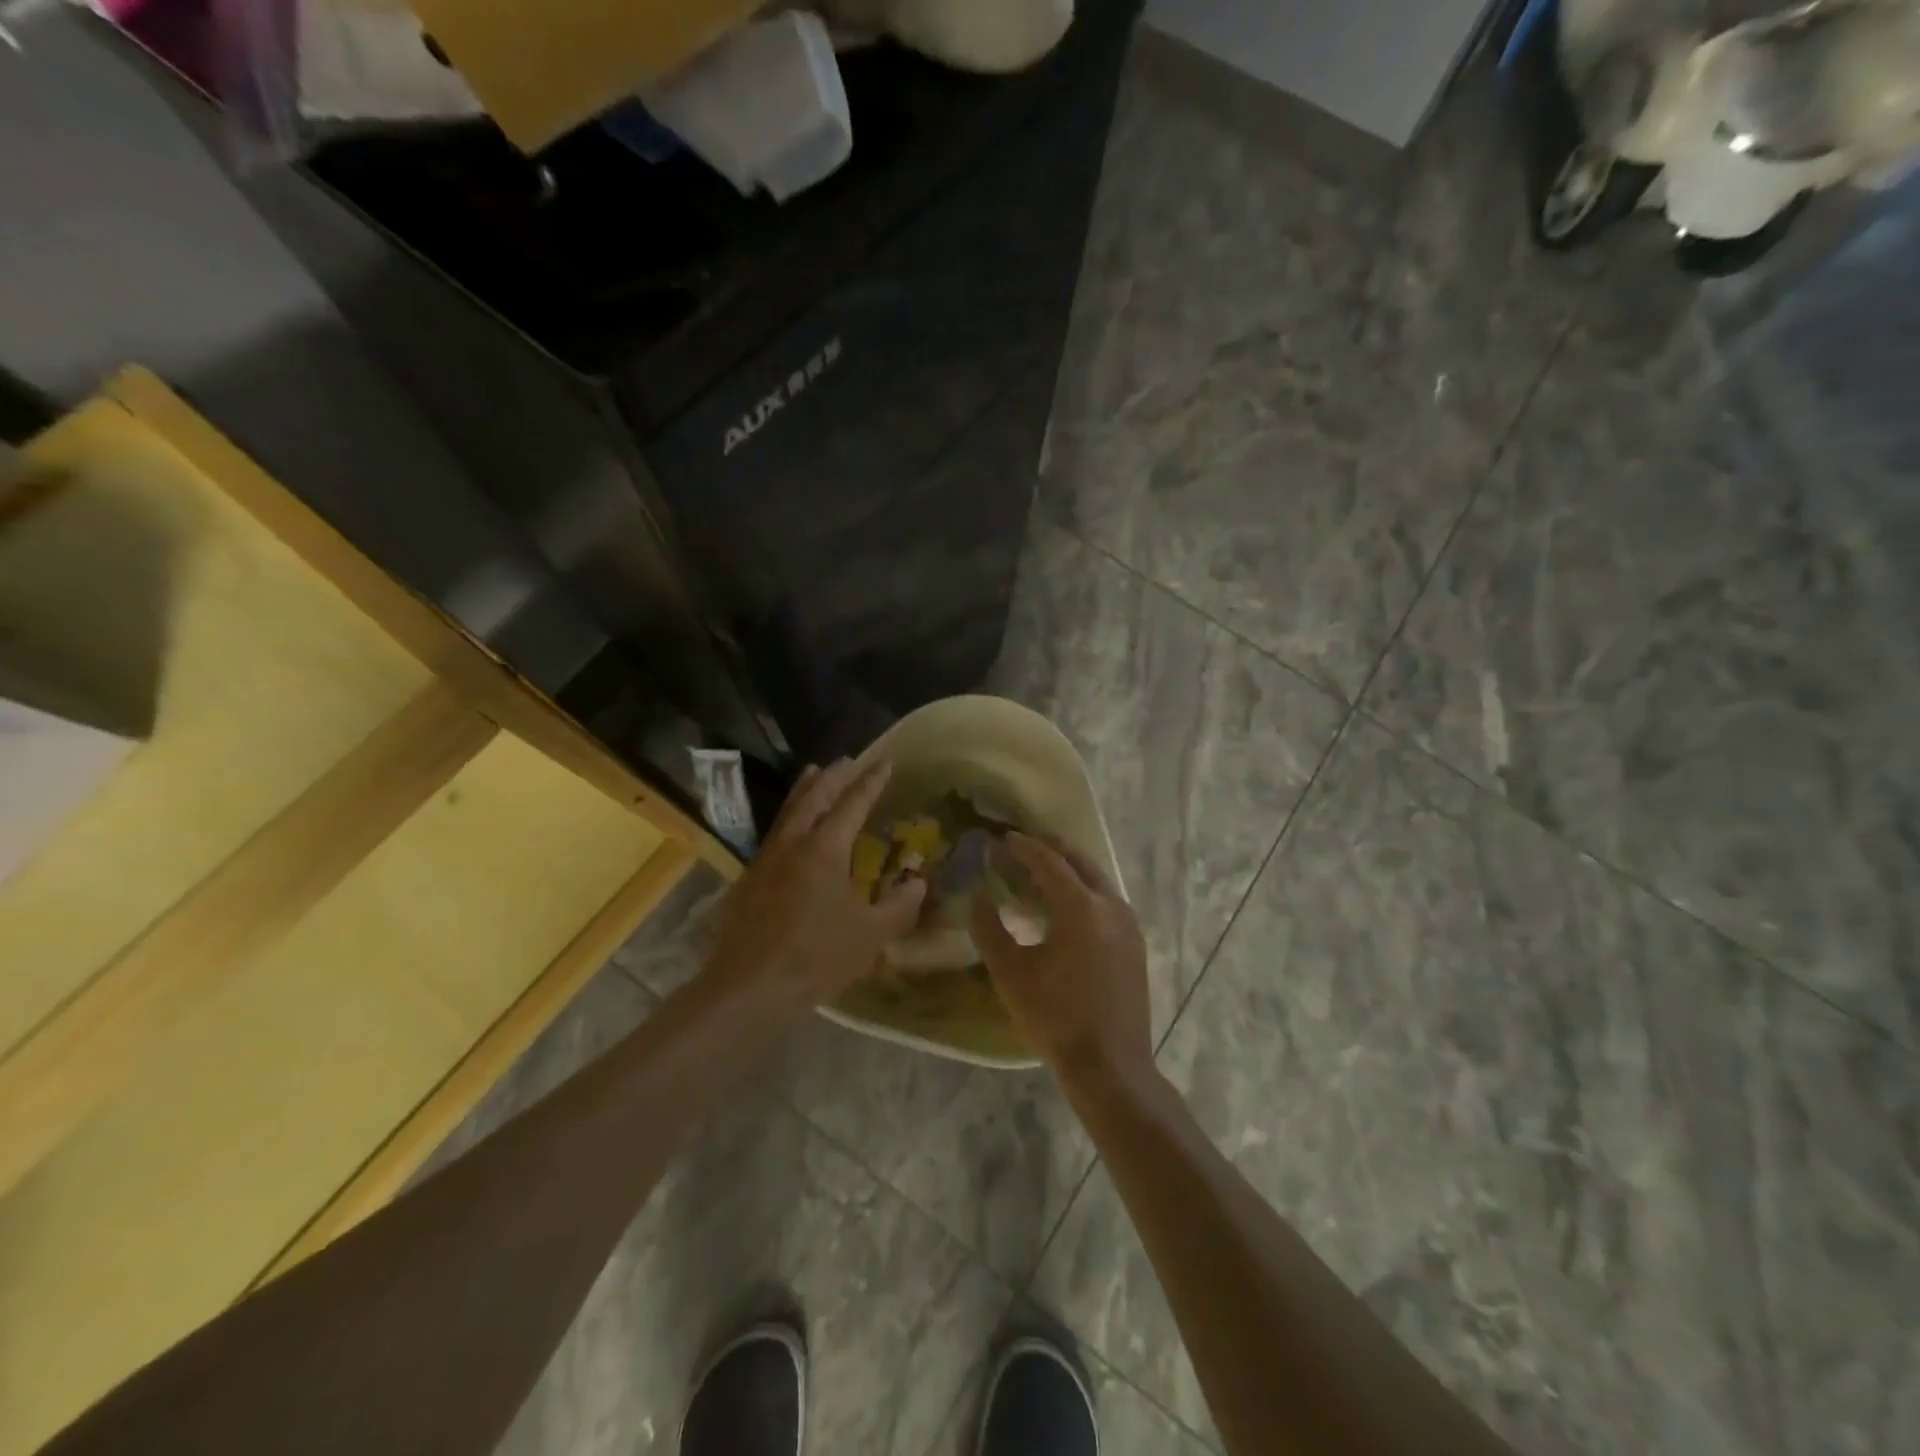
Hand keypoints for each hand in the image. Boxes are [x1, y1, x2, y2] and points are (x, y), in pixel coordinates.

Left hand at [704, 760, 926, 1010]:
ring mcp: (766, 860)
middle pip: (814, 797)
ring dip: (804, 790)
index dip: (870, 782)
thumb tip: (919, 882)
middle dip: (833, 776)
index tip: (884, 762)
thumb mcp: (871, 935)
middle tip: (847, 759)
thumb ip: (899, 905)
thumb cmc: (816, 957)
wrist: (749, 987)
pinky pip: (774, 835)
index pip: (852, 804)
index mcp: (825, 849)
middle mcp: (793, 844)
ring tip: (813, 772)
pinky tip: (790, 831)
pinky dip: (788, 818)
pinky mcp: (748, 880)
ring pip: (788, 812)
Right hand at [970, 833, 1151, 1084]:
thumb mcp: (1010, 973)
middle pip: (1080, 863)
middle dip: (1052, 849)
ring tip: (1043, 872)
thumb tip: (978, 897)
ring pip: (1098, 881)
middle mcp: (1111, 906)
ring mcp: (1129, 925)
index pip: (1050, 862)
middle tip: (1026, 844)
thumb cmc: (1055, 1017)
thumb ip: (989, 929)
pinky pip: (1107, 902)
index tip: (1004, 838)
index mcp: (1081, 907)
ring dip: (1070, 870)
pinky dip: (1085, 891)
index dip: (1025, 847)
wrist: (1110, 1065)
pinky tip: (1068, 908)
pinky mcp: (1136, 944)